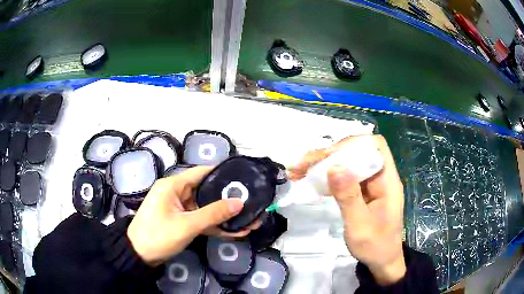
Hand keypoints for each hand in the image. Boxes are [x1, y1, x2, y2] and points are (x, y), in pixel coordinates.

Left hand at [127, 166, 260, 265]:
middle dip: (228, 199)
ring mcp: (180, 209)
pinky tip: (235, 231)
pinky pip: (202, 220)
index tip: (243, 178)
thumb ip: (213, 214)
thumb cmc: (158, 235)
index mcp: (173, 185)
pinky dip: (216, 225)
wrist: (139, 256)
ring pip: (206, 208)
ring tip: (249, 219)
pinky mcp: (182, 221)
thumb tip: (239, 203)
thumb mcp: (187, 225)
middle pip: (207, 191)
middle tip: (251, 201)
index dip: (222, 173)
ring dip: (225, 216)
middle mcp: (177, 193)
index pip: (201, 172)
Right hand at [288, 135, 405, 284]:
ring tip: (299, 170)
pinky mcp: (361, 192)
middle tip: (303, 163)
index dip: (354, 144)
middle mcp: (379, 177)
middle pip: (357, 152)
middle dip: (330, 154)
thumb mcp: (360, 226)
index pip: (376, 146)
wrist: (381, 261)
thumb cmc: (375, 246)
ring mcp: (370, 184)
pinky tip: (310, 180)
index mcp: (387, 181)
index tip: (329, 155)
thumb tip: (335, 167)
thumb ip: (349, 197)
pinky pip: (344, 177)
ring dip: (324, 164)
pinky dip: (326, 176)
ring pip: (348, 163)